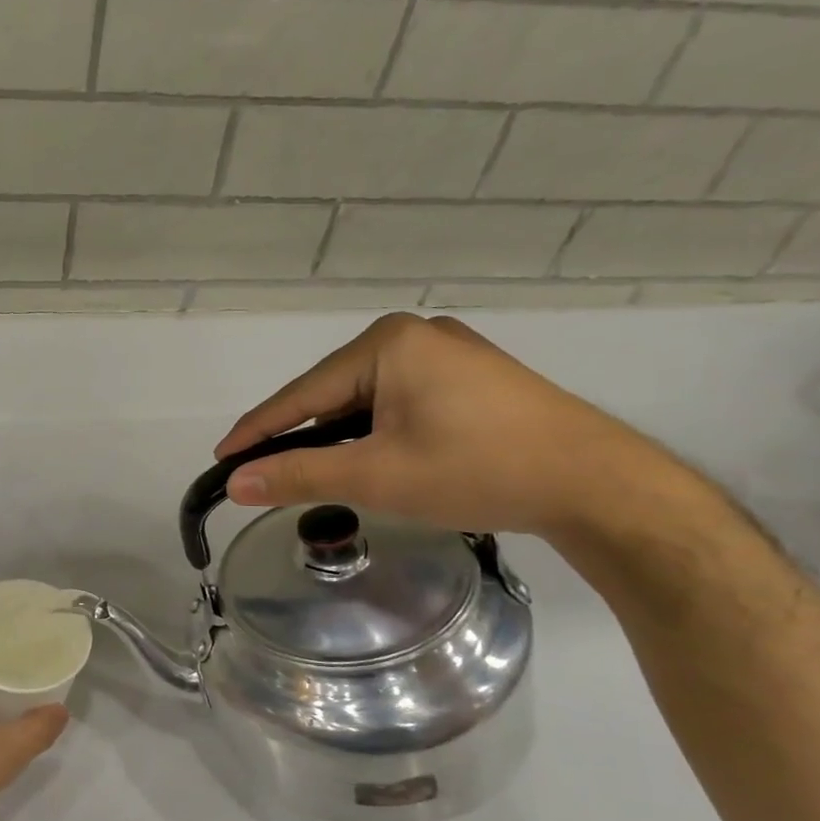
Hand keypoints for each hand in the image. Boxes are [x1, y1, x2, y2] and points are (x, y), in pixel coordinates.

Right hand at [216, 313, 673, 539]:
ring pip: (365, 399)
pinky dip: (374, 431)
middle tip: (266, 473)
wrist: (598, 485)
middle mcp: (414, 335)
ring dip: (338, 436)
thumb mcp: (376, 476)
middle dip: (300, 435)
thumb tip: (234, 484)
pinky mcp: (470, 376)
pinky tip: (371, 456)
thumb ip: (298, 475)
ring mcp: (447, 352)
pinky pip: (398, 400)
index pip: (301, 394)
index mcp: (387, 343)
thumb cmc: (478, 470)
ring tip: (315, 471)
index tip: (221, 459)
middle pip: (332, 392)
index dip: (256, 431)